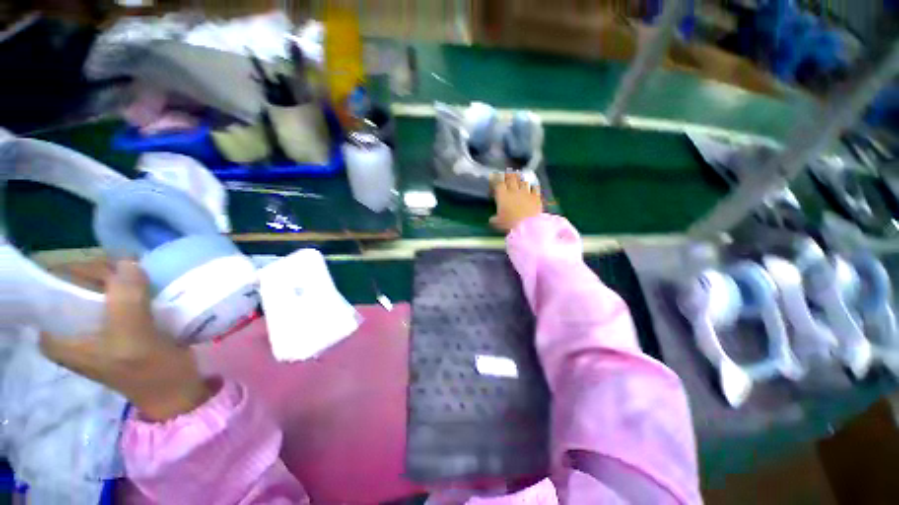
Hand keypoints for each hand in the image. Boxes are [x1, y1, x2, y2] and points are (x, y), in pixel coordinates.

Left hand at [40, 260, 211, 421]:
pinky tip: (150, 287)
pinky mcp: (116, 324)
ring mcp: (93, 326)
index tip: (114, 271)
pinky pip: (119, 295)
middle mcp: (69, 328)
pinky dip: (133, 287)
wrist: (175, 388)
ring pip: (101, 288)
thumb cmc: (150, 371)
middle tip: (136, 273)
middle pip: (78, 283)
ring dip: (123, 279)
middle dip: (107, 274)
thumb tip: (128, 263)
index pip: (56, 287)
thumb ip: (126, 302)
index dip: (83, 271)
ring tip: (146, 279)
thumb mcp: (134, 340)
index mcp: (57, 336)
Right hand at [489, 172, 542, 232]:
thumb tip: (492, 219)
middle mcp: (514, 191)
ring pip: (523, 181)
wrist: (527, 226)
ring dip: (520, 179)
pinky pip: (535, 188)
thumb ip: (495, 219)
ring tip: (519, 177)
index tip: (495, 178)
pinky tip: (533, 186)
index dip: (497, 179)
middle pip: (511, 178)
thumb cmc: (509, 224)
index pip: (499, 183)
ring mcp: (526, 192)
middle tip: (508, 173)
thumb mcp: (498, 223)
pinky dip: (533, 187)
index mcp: (502, 196)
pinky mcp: (536, 197)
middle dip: (509, 175)